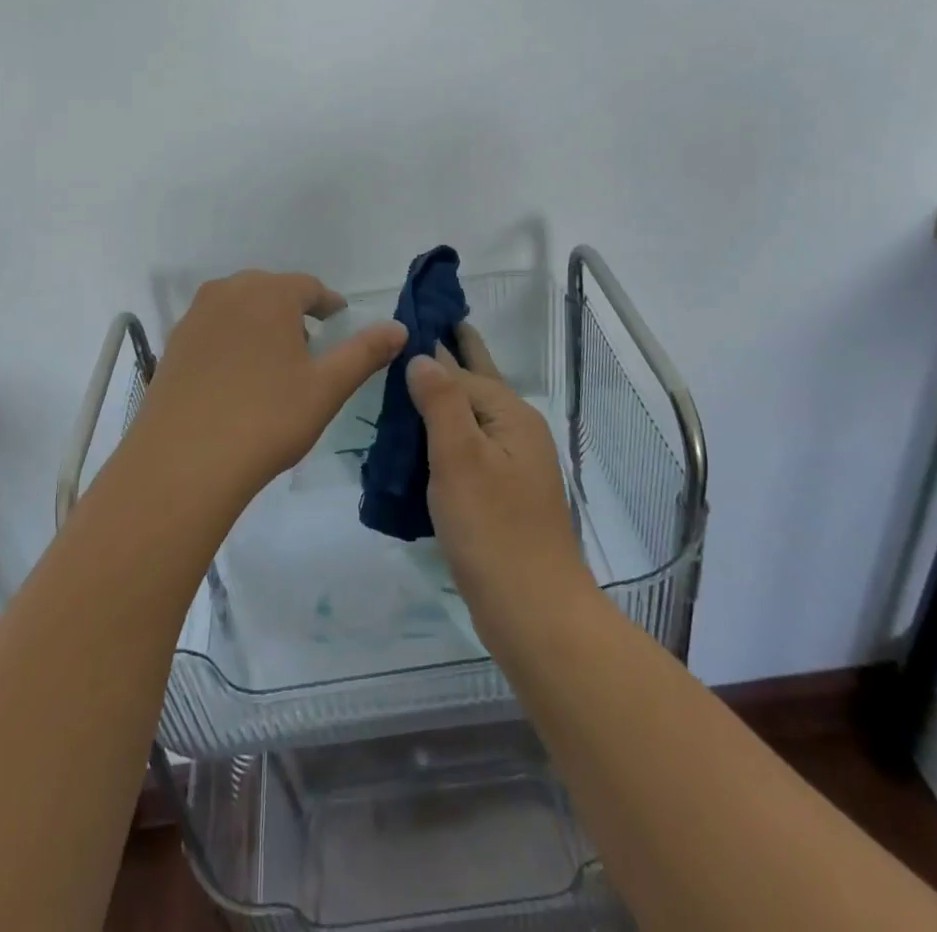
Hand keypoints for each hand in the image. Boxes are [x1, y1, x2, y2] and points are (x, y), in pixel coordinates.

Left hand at [127, 270, 407, 502]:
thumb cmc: (265, 419)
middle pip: (272, 291)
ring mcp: (195, 316)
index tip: (339, 323)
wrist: (182, 462)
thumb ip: (365, 353)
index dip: (329, 305)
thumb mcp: (326, 388)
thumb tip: (400, 328)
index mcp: (270, 293)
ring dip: (261, 323)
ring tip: (274, 363)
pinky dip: (232, 340)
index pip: (309, 287)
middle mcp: (229, 292)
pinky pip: (214, 328)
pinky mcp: (173, 343)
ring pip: (240, 307)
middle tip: (310, 347)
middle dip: (294, 312)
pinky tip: (237, 377)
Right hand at [408, 327, 593, 630]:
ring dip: (441, 399)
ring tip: (402, 383)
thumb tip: (423, 356)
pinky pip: (468, 448)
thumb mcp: (459, 458)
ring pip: (469, 418)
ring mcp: (512, 465)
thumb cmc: (493, 529)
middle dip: (450, 357)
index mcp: (511, 415)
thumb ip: (441, 401)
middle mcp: (516, 432)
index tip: (404, 322)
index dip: (432, 346)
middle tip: (416, 330)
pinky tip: (418, 440)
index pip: (461, 368)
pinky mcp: (502, 495)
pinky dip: (443, 436)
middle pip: (476, 383)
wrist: (534, 613)